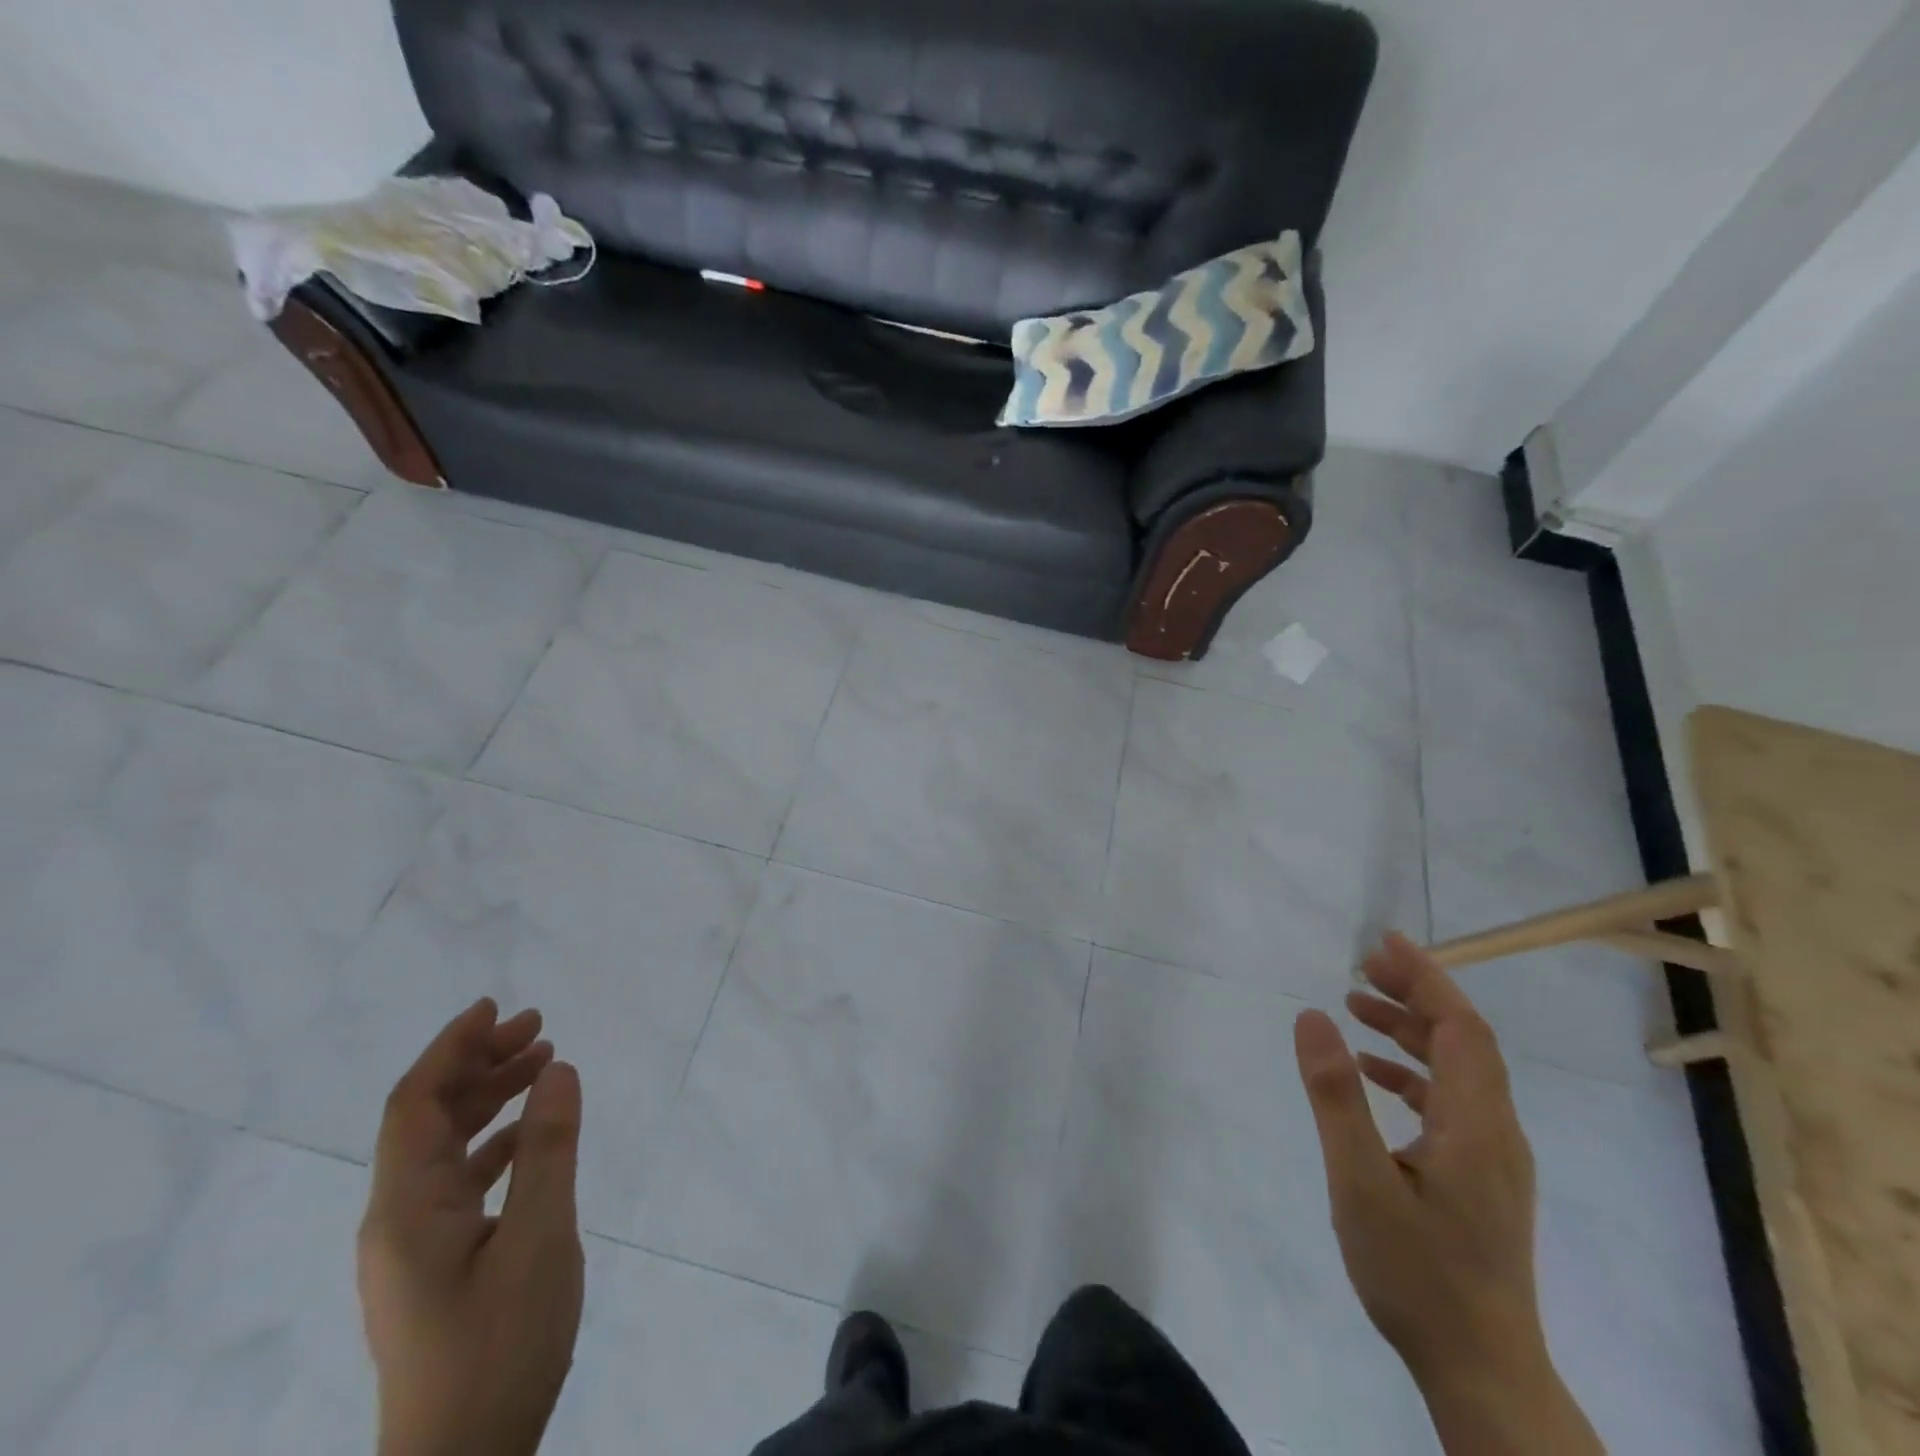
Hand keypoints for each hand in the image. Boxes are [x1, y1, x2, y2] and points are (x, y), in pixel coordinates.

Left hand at [357, 998, 585, 1455]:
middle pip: (429, 1118)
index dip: (450, 1048)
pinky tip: (533, 1134)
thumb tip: (557, 1069)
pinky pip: (461, 1179)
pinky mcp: (437, 1264)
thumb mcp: (539, 1238)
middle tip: (539, 1028)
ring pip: (446, 1147)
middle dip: (479, 1064)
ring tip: (544, 1064)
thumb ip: (548, 1148)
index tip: (495, 1007)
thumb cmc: (498, 1346)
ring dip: (490, 1099)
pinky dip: (496, 1141)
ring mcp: (415, 1245)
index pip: (414, 1104)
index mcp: (406, 1208)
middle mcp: (398, 1218)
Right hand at [1292, 935, 1600, 1455]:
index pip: (1460, 1028)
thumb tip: (1313, 1015)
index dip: (1427, 978)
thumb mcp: (1360, 1181)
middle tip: (1361, 966)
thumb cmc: (1417, 1273)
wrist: (1482, 1371)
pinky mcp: (1481, 1179)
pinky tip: (1372, 1075)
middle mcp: (1497, 1132)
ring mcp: (1493, 1158)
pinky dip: (1412, 1072)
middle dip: (1416, 994)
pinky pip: (1451, 1101)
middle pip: (1464, 1041)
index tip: (1384, 943)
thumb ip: (1335, 1095)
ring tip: (1357, 1005)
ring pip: (1459, 1070)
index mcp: (1476, 1124)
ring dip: (1412, 1030)